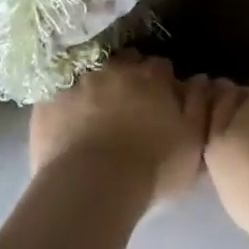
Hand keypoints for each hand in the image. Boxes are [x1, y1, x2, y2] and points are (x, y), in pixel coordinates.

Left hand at [29, 53, 206, 206]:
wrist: (92, 185)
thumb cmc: (153, 166)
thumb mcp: (193, 141)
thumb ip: (200, 106)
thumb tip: (201, 79)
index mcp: (152, 76)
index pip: (161, 67)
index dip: (162, 82)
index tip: (162, 100)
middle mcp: (115, 69)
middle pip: (126, 63)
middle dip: (129, 77)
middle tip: (130, 105)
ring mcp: (78, 82)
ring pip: (91, 76)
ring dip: (96, 88)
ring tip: (96, 114)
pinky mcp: (48, 101)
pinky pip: (59, 96)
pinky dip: (65, 106)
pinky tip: (67, 125)